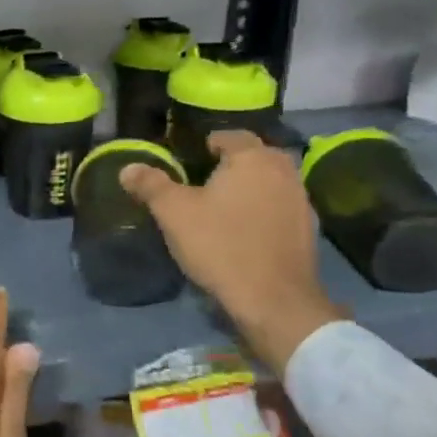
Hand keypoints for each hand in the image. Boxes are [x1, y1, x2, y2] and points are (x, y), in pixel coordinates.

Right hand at [120, 131, 343, 376]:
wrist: (273, 300)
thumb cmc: (220, 245)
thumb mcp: (173, 213)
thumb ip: (151, 185)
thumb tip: (128, 167)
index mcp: (253, 158)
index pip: (231, 136)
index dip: (209, 143)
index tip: (191, 158)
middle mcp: (283, 171)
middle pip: (256, 156)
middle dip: (233, 163)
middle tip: (205, 180)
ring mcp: (302, 201)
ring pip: (271, 182)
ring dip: (251, 187)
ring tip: (224, 206)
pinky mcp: (309, 230)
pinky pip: (281, 208)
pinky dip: (264, 211)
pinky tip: (246, 231)